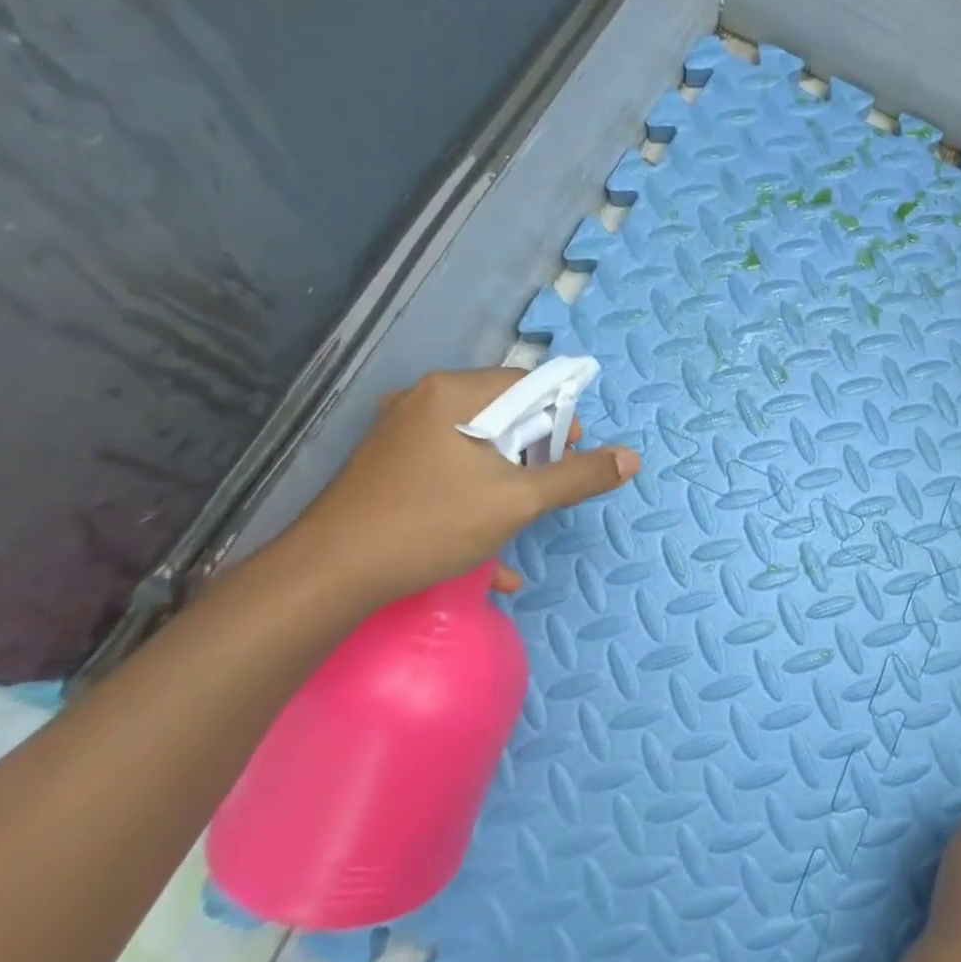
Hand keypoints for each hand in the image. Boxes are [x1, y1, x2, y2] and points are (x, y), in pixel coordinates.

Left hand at [282, 368, 638, 607]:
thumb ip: (578, 476)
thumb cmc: (432, 523)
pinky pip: (447, 469)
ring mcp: (400, 434)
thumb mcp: (519, 501)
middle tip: (546, 489)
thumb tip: (631, 458)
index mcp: (454, 394)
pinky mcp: (387, 466)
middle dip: (535, 452)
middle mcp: (424, 401)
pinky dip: (473, 496)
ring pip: (476, 446)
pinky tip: (488, 547)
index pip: (528, 385)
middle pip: (502, 414)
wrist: (328, 576)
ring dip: (508, 479)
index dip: (560, 418)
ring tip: (521, 515)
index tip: (570, 456)